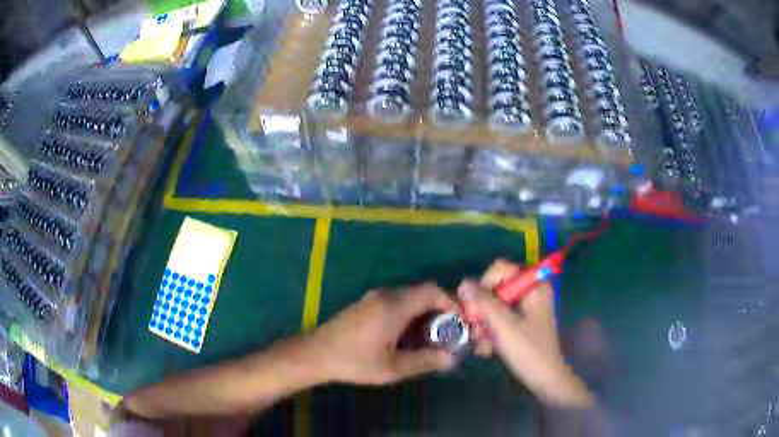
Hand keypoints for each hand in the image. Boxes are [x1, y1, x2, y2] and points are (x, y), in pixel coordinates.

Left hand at [308, 284, 457, 384]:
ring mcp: (374, 297)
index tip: (462, 320)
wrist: (316, 354)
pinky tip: (409, 334)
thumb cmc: (355, 361)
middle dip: (441, 308)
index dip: (451, 302)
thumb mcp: (393, 368)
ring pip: (409, 296)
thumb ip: (425, 361)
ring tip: (433, 335)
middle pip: (422, 292)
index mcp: (394, 306)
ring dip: (425, 311)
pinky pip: (397, 301)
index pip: (432, 291)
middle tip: (451, 331)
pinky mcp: (366, 304)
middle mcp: (386, 295)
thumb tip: (452, 358)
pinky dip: (410, 312)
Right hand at [458, 260, 593, 407]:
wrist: (546, 381)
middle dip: (482, 311)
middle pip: (495, 289)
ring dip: (483, 325)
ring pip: (494, 306)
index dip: (484, 285)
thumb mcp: (505, 328)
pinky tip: (486, 350)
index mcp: (533, 287)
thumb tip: (463, 282)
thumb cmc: (529, 352)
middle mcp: (530, 293)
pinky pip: (499, 319)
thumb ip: (484, 304)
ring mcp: (525, 309)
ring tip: (481, 345)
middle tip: (475, 331)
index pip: (501, 269)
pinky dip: (490, 332)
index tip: (474, 308)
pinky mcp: (520, 323)